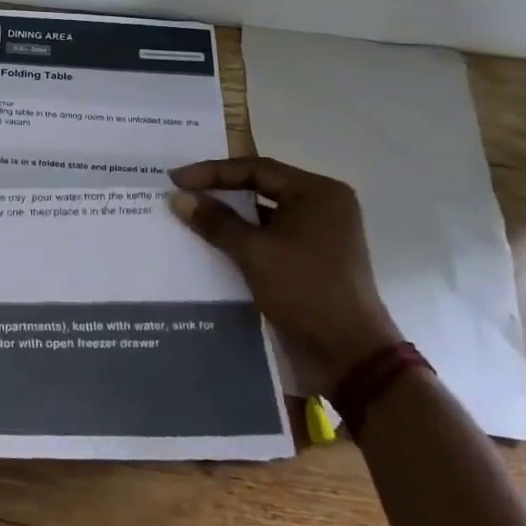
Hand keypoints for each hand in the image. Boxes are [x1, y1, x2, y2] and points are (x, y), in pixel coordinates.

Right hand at [168, 157, 400, 395]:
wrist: (349, 356)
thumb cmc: (306, 291)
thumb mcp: (254, 252)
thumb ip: (215, 221)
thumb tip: (178, 198)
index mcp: (318, 193)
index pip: (256, 169)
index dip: (212, 172)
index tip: (176, 178)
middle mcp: (322, 207)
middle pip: (260, 188)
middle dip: (219, 191)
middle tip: (180, 191)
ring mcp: (318, 235)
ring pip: (262, 215)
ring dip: (228, 217)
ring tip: (188, 215)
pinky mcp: (309, 261)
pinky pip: (268, 238)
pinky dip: (241, 239)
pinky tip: (210, 244)